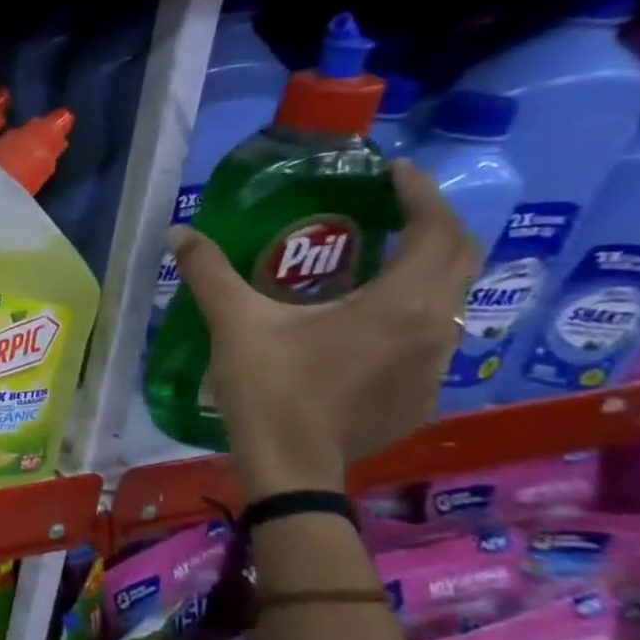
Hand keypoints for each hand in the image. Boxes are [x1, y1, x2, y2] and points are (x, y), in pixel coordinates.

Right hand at [170, 161, 480, 500]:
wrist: (292, 465)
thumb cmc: (271, 388)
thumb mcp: (235, 323)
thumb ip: (209, 272)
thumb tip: (179, 233)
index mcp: (399, 305)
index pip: (437, 232)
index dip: (422, 195)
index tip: (394, 173)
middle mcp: (433, 329)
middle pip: (460, 260)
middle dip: (433, 227)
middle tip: (392, 211)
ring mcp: (434, 367)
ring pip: (449, 302)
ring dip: (425, 272)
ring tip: (378, 263)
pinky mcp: (421, 396)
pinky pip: (430, 338)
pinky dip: (410, 313)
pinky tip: (365, 325)